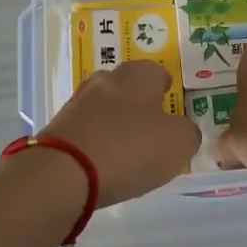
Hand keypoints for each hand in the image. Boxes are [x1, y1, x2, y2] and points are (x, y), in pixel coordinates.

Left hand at [41, 61, 199, 206]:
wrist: (63, 174)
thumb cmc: (130, 149)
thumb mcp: (179, 143)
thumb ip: (188, 132)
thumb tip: (181, 130)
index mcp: (137, 75)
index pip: (157, 72)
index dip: (167, 90)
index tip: (172, 110)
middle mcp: (105, 80)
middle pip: (128, 87)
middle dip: (139, 105)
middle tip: (152, 132)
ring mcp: (77, 102)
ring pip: (104, 108)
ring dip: (115, 124)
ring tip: (127, 152)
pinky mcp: (58, 128)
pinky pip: (86, 130)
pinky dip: (96, 142)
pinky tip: (102, 164)